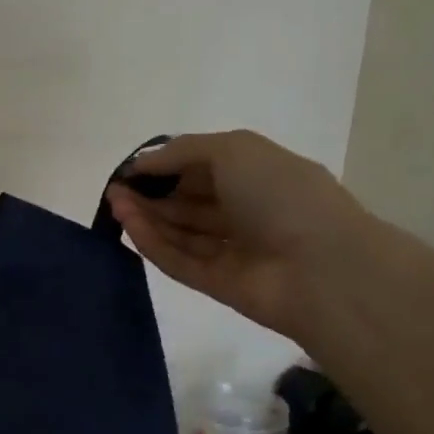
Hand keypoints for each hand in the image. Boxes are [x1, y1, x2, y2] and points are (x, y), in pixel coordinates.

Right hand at [105, 130, 370, 340]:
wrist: (320, 267)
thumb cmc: (281, 194)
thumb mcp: (233, 150)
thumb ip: (182, 151)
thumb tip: (142, 163)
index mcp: (258, 175)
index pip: (203, 168)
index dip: (166, 166)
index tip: (130, 169)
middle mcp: (245, 211)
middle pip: (187, 202)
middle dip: (151, 194)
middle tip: (114, 191)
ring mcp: (232, 250)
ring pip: (180, 231)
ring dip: (146, 217)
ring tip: (113, 204)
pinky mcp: (217, 283)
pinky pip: (179, 260)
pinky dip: (153, 243)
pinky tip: (128, 226)